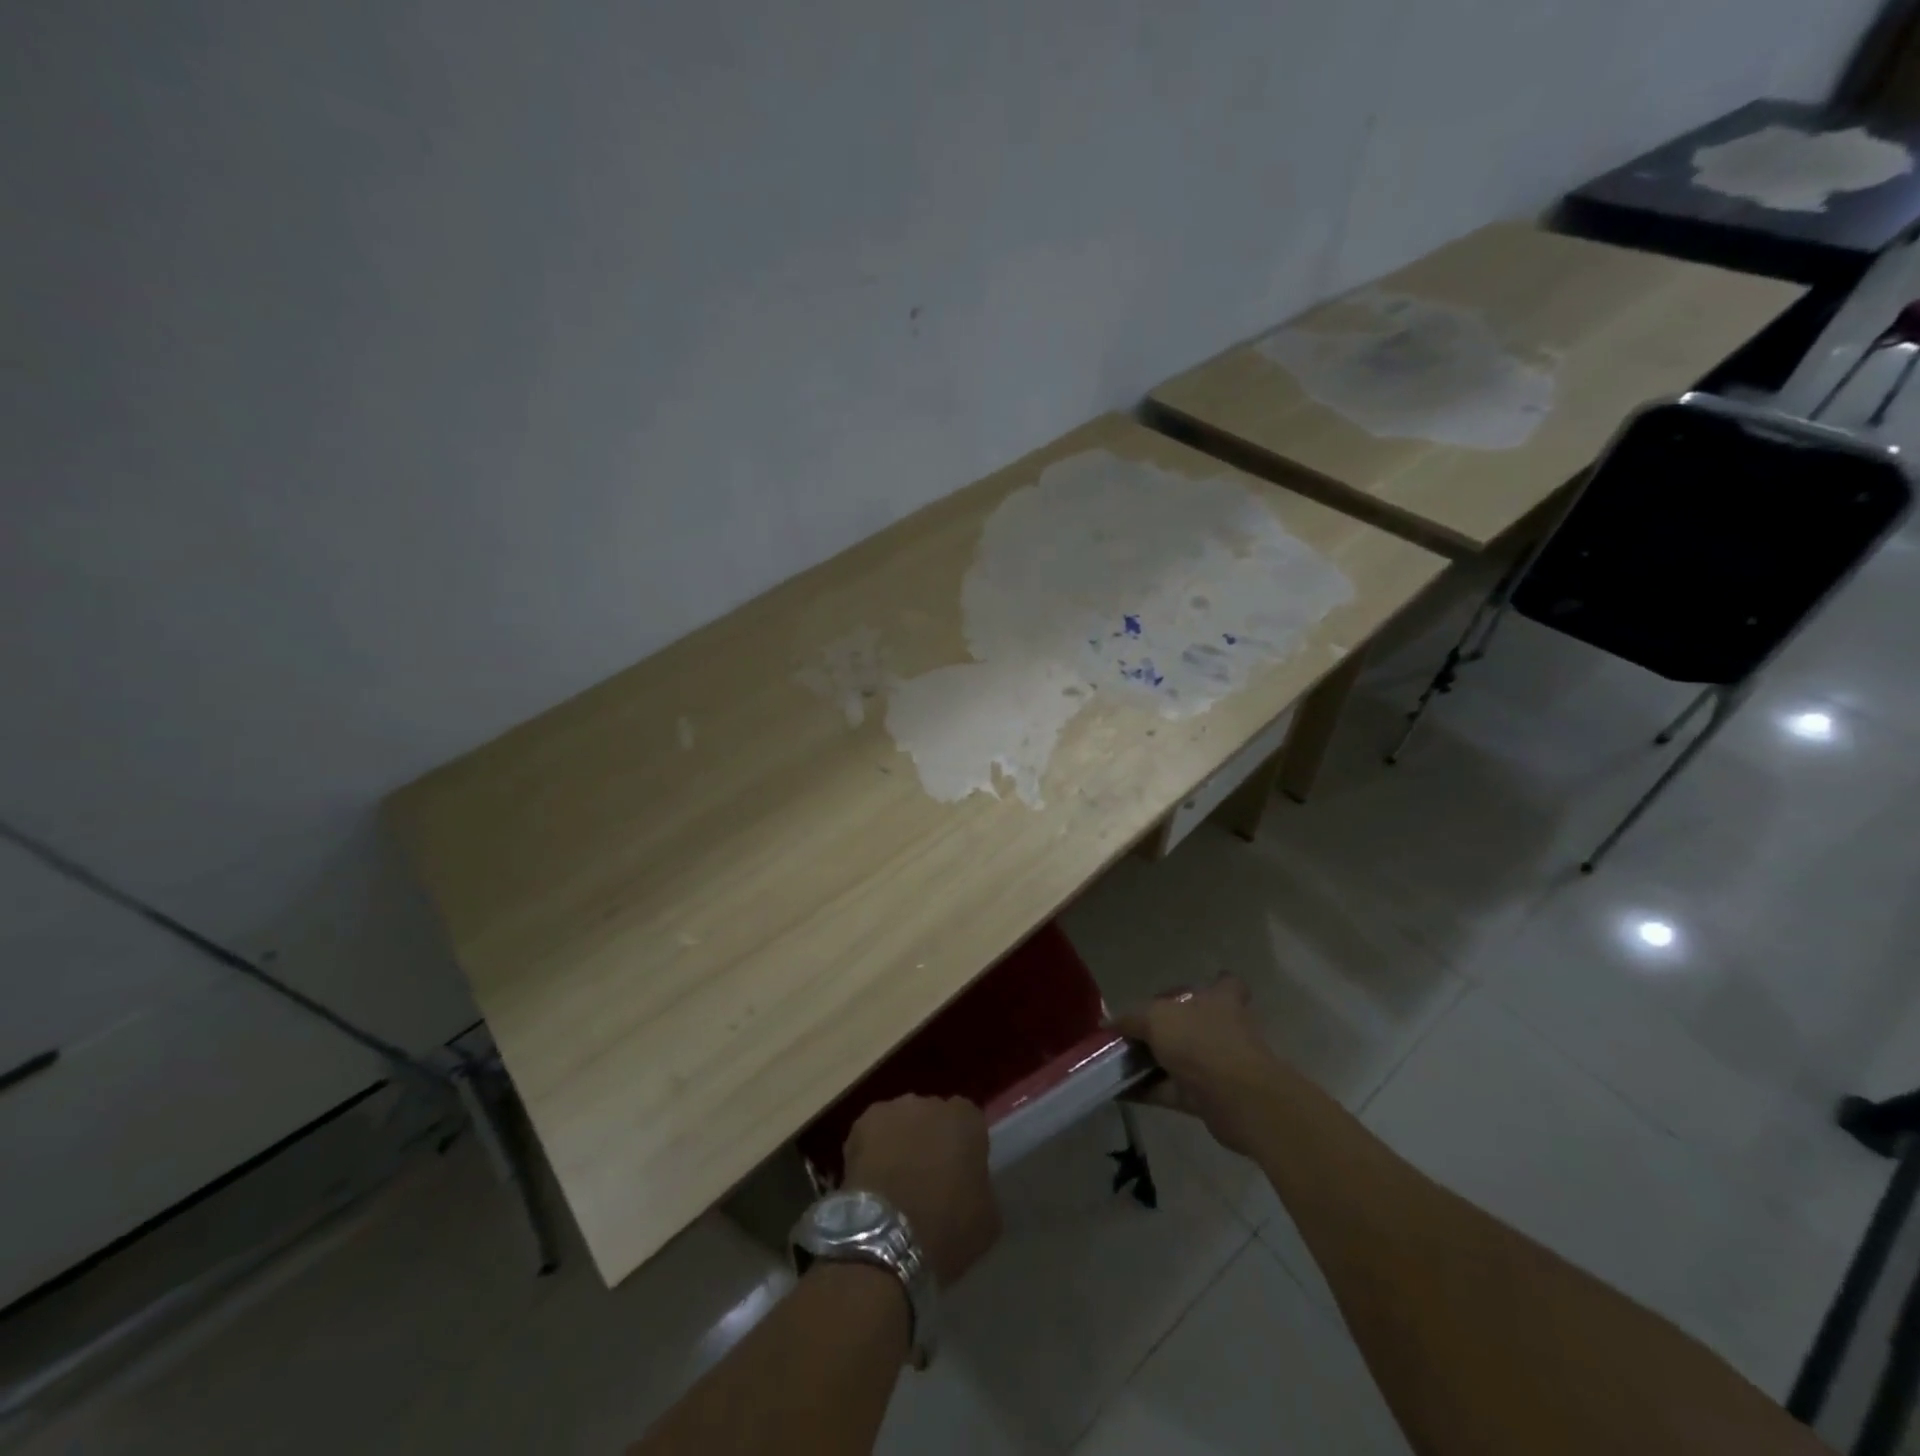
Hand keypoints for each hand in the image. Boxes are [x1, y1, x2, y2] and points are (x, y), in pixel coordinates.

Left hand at [841, 1095, 1000, 1287]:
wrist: (887, 1239)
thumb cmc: (947, 1229)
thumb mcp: (988, 1217)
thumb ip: (982, 1185)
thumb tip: (971, 1183)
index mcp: (967, 1119)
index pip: (969, 1122)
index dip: (963, 1146)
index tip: (960, 1173)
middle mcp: (931, 1103)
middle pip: (933, 1117)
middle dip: (931, 1139)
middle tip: (926, 1176)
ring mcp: (893, 1109)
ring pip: (901, 1122)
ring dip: (901, 1141)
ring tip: (895, 1179)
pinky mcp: (860, 1124)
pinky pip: (873, 1133)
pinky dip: (873, 1150)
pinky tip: (872, 1180)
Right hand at [1115, 978, 1290, 1155]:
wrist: (1239, 1099)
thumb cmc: (1201, 1042)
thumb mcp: (1156, 1018)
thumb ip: (1131, 1018)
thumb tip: (1109, 1023)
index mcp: (1219, 999)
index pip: (1225, 984)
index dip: (1213, 983)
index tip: (1189, 992)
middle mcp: (1222, 1028)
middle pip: (1193, 1023)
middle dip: (1167, 1028)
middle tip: (1133, 1031)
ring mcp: (1218, 1064)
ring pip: (1180, 1058)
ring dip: (1152, 1062)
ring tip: (1116, 1062)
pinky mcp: (1209, 1096)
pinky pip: (1171, 1089)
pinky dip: (1148, 1090)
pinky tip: (1119, 1090)